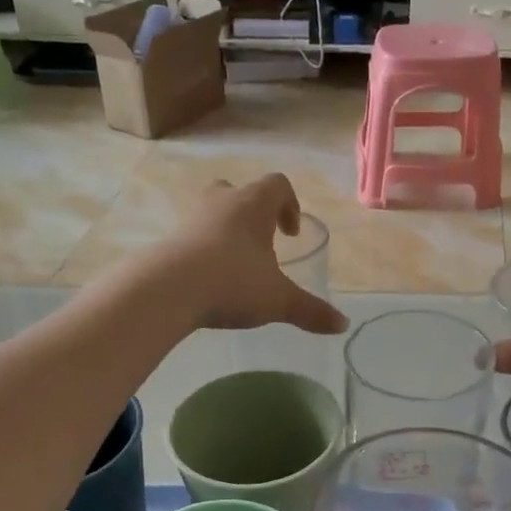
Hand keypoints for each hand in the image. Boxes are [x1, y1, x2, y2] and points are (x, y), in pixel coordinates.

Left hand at [150, 175, 348, 334]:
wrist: (166, 290)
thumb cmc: (232, 283)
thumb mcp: (278, 300)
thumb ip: (311, 311)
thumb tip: (343, 325)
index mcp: (253, 205)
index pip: (277, 185)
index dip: (290, 205)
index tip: (290, 234)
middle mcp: (222, 202)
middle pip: (240, 191)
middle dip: (254, 214)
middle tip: (263, 242)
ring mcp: (191, 218)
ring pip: (213, 212)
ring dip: (227, 231)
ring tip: (236, 265)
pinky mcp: (169, 239)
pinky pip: (192, 235)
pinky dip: (205, 249)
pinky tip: (210, 279)